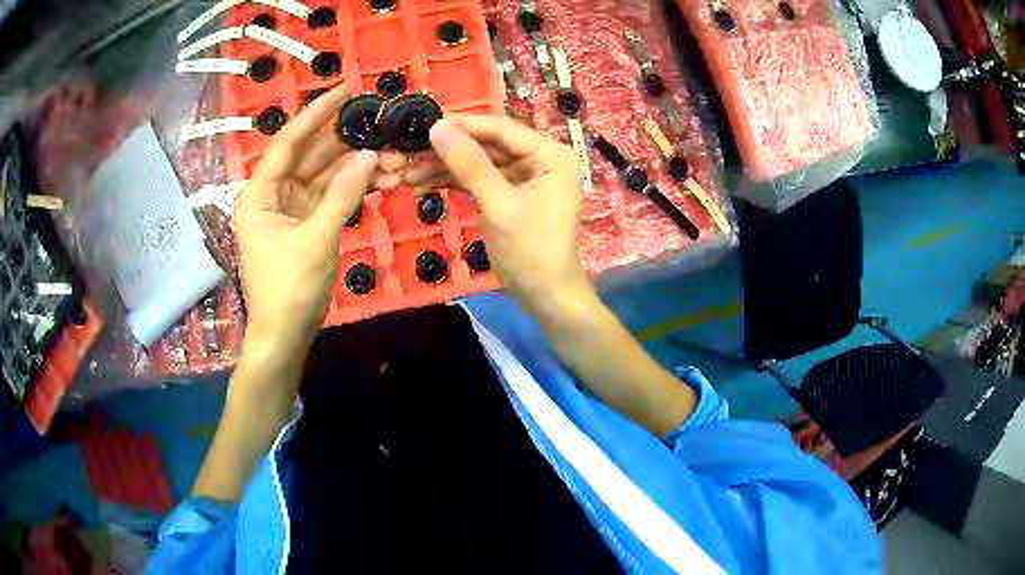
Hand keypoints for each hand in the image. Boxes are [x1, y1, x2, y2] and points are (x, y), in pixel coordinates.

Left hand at [234, 86, 398, 352]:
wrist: (285, 335)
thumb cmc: (289, 289)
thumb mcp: (316, 239)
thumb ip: (343, 195)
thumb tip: (369, 155)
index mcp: (261, 193)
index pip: (289, 141)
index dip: (317, 113)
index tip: (346, 89)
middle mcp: (274, 194)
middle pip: (311, 157)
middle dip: (347, 144)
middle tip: (383, 127)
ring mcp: (291, 210)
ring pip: (325, 177)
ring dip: (355, 169)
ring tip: (392, 158)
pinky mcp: (306, 225)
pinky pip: (331, 197)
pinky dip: (353, 190)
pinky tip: (380, 179)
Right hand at [396, 115, 589, 313]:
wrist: (546, 297)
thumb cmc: (531, 253)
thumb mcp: (499, 206)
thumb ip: (469, 165)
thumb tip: (438, 127)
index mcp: (550, 154)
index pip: (501, 129)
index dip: (462, 125)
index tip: (424, 124)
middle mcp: (541, 157)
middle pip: (488, 144)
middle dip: (448, 151)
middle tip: (408, 153)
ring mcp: (526, 175)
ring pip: (480, 161)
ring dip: (445, 168)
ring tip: (408, 174)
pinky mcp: (511, 192)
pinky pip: (480, 179)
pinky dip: (454, 182)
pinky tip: (424, 185)